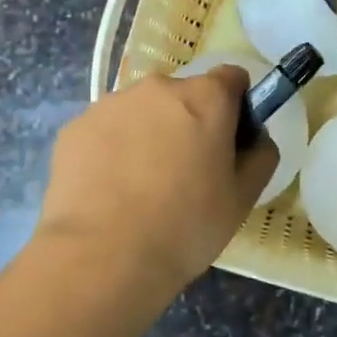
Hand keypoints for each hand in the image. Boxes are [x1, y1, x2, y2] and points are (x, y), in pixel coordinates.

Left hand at [36, 66, 277, 300]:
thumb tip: (255, 138)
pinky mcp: (75, 128)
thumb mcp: (243, 198)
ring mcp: (110, 105)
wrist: (103, 257)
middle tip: (185, 173)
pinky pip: (105, 131)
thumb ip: (261, 155)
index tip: (229, 143)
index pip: (231, 78)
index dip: (236, 107)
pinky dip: (112, 150)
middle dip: (188, 122)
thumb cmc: (186, 226)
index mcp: (205, 97)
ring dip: (148, 134)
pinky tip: (110, 191)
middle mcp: (157, 88)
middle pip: (183, 95)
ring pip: (141, 112)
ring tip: (141, 187)